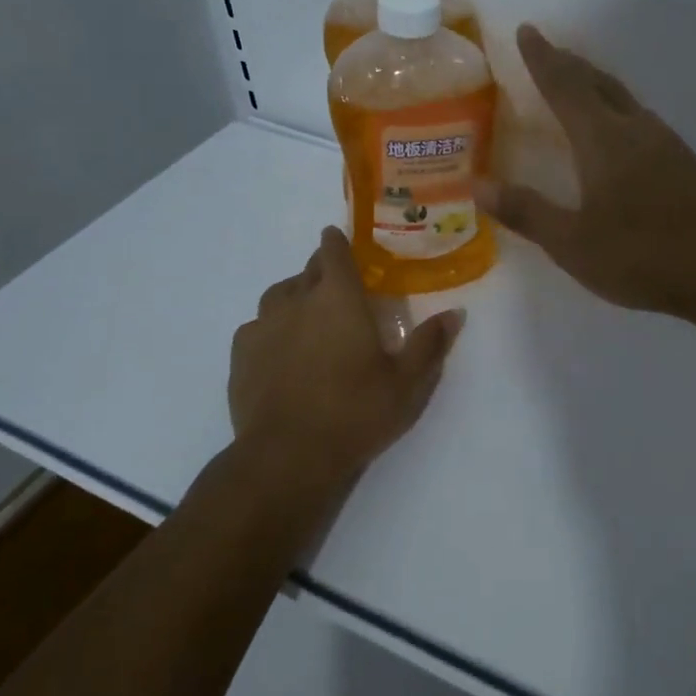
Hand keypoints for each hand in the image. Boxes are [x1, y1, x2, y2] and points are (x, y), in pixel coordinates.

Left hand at [230, 227, 462, 487]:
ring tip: (308, 318)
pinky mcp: (240, 353)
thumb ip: (430, 344)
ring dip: (295, 297)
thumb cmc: (355, 413)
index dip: (337, 242)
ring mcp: (263, 325)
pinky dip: (272, 329)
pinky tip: (281, 352)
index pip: (333, 251)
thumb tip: (455, 313)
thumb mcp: (406, 384)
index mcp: (338, 299)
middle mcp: (296, 300)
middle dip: (322, 271)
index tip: (340, 240)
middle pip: (307, 270)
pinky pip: (257, 327)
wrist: (287, 455)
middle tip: (338, 290)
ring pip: (279, 295)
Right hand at [475, 25, 695, 314]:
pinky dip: (619, 114)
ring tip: (580, 86)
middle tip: (550, 51)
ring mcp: (667, 146)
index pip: (565, 86)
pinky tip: (621, 136)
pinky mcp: (686, 166)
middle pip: (599, 84)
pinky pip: (642, 123)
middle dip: (570, 65)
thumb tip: (478, 184)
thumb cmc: (642, 255)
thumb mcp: (572, 242)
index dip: (543, 59)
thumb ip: (526, 211)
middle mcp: (636, 130)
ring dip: (598, 87)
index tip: (528, 30)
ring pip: (625, 101)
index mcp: (603, 140)